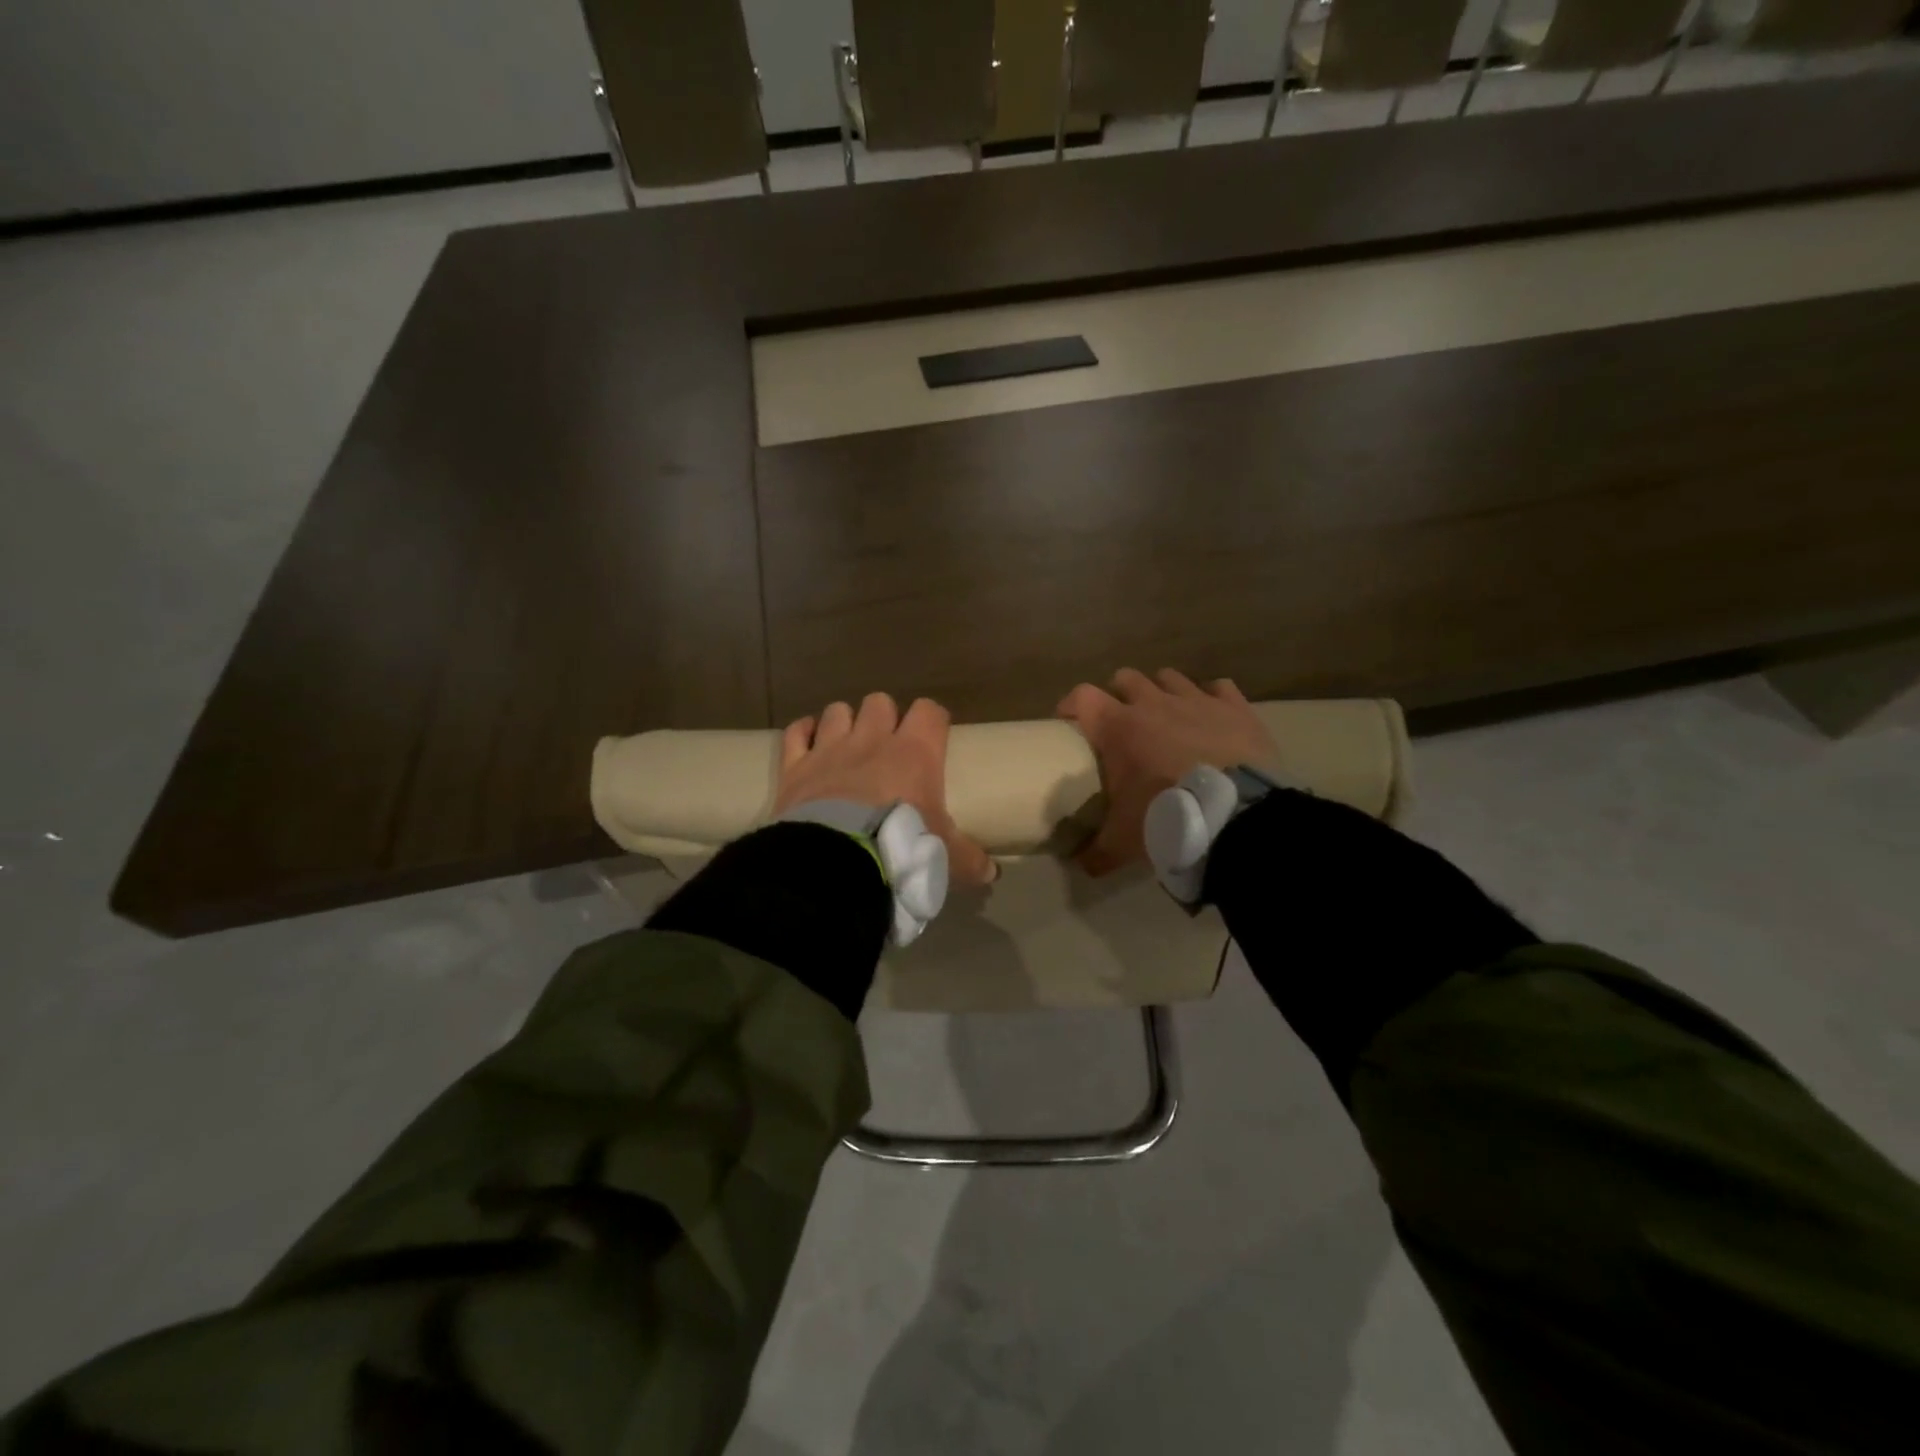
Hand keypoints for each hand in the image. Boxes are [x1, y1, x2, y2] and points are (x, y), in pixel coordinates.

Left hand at [775, 693, 995, 886]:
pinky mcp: (796, 765)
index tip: (934, 735)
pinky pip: (796, 733)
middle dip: (884, 718)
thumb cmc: (900, 848)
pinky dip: (803, 734)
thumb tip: (992, 873)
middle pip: (880, 702)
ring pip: (838, 711)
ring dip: (844, 723)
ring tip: (847, 745)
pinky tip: (808, 744)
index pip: (929, 712)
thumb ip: (969, 860)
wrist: (837, 861)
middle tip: (887, 745)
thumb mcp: (944, 857)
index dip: (932, 719)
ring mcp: (830, 748)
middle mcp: (872, 739)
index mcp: (915, 753)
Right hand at [1057, 668, 1280, 875]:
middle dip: (1119, 695)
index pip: (1082, 696)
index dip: (1072, 705)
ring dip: (1162, 692)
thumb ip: (1096, 851)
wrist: (1236, 817)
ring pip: (1170, 677)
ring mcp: (1196, 700)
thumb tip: (1079, 866)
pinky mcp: (1234, 707)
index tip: (1070, 723)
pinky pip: (1219, 688)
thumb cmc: (1167, 817)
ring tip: (1166, 717)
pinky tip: (1212, 718)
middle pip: (1125, 678)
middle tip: (1121, 724)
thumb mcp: (1123, 841)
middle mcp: (1153, 703)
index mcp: (1118, 727)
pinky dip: (1211, 699)